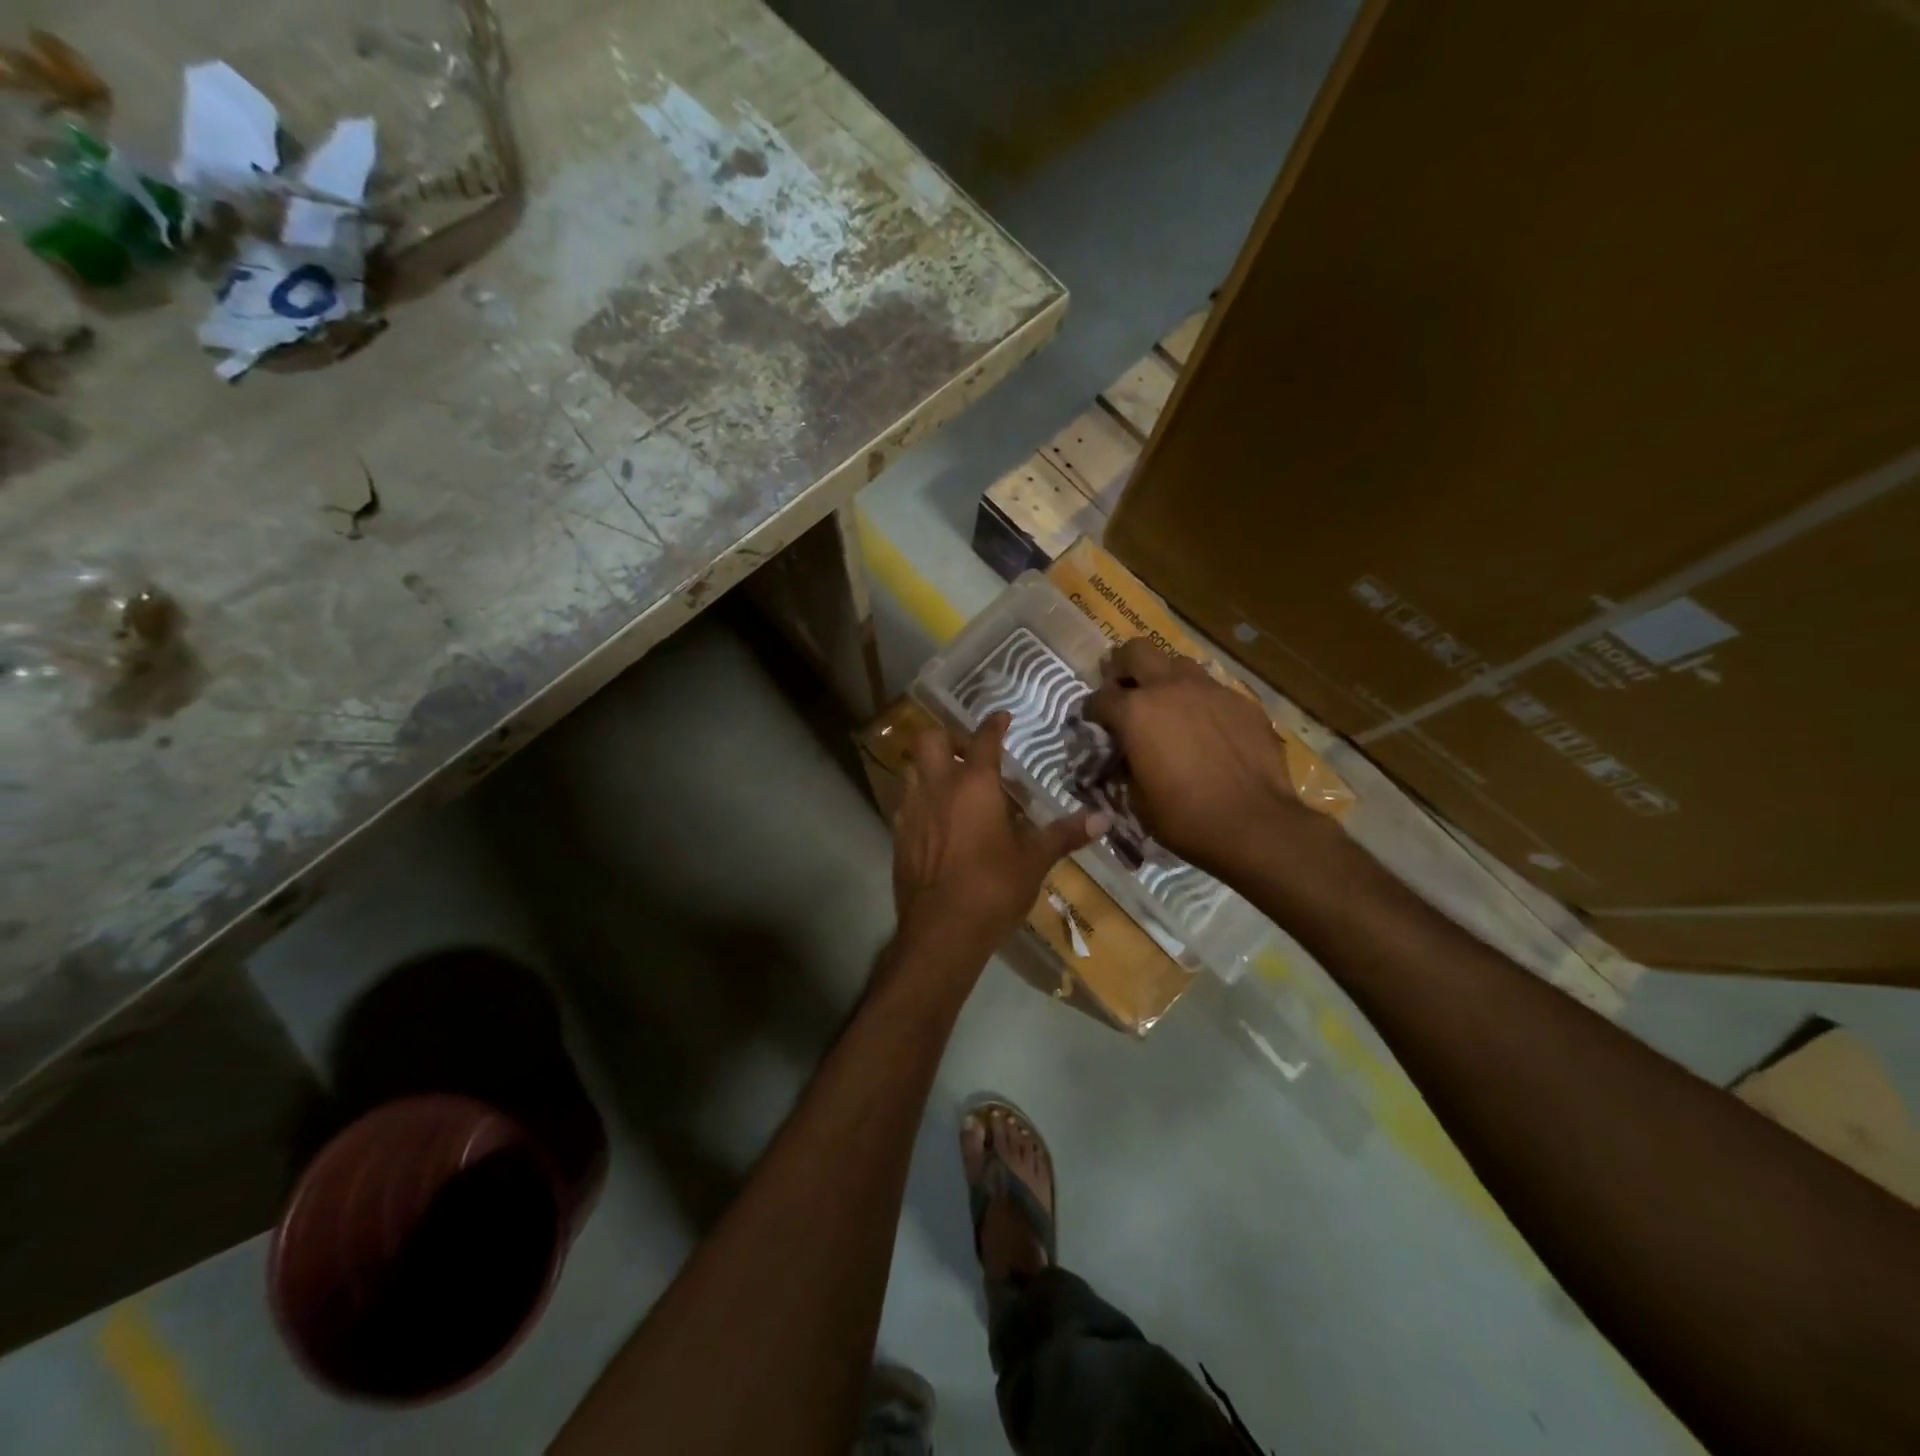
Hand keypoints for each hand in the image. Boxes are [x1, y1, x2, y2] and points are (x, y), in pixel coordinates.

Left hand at [892, 713, 1104, 955]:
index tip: (1001, 717)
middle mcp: (938, 788)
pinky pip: (905, 802)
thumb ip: (1065, 834)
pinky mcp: (898, 835)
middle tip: (968, 753)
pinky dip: (920, 799)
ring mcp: (912, 810)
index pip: (983, 740)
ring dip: (930, 767)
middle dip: (948, 737)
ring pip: (912, 769)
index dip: (993, 725)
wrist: (941, 931)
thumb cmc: (992, 888)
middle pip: (930, 740)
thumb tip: (1104, 818)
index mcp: (974, 785)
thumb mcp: (1034, 861)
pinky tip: (936, 820)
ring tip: (951, 783)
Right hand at [1084, 638, 1321, 878]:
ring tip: (1167, 705)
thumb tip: (1125, 756)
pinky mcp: (1243, 702)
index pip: (1099, 697)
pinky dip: (1200, 702)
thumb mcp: (1137, 799)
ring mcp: (1210, 690)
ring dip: (1165, 679)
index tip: (1093, 723)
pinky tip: (1206, 728)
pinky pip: (1213, 690)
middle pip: (1137, 650)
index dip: (1091, 710)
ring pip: (1178, 664)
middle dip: (1124, 666)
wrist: (1255, 824)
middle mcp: (1170, 688)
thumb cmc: (1185, 818)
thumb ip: (1125, 765)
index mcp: (1135, 712)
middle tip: (1124, 689)